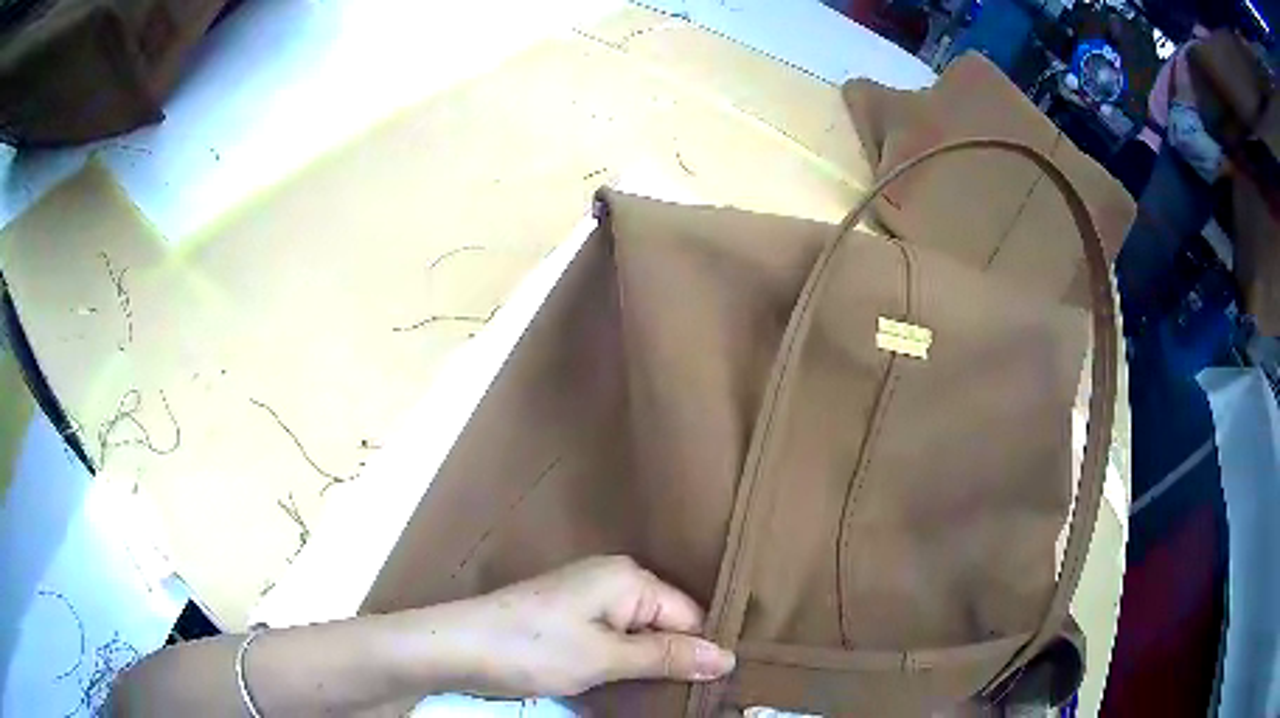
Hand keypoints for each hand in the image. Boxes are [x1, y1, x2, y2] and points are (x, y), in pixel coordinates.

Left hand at [422, 556, 736, 697]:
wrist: (459, 645)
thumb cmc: (534, 648)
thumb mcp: (606, 657)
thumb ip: (667, 656)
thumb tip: (727, 657)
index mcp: (629, 579)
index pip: (690, 615)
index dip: (700, 652)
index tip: (714, 688)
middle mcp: (614, 580)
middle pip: (667, 623)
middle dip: (674, 658)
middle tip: (692, 697)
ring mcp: (589, 598)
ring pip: (641, 633)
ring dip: (648, 663)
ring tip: (664, 695)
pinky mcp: (571, 617)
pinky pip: (615, 637)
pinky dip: (624, 660)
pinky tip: (630, 683)